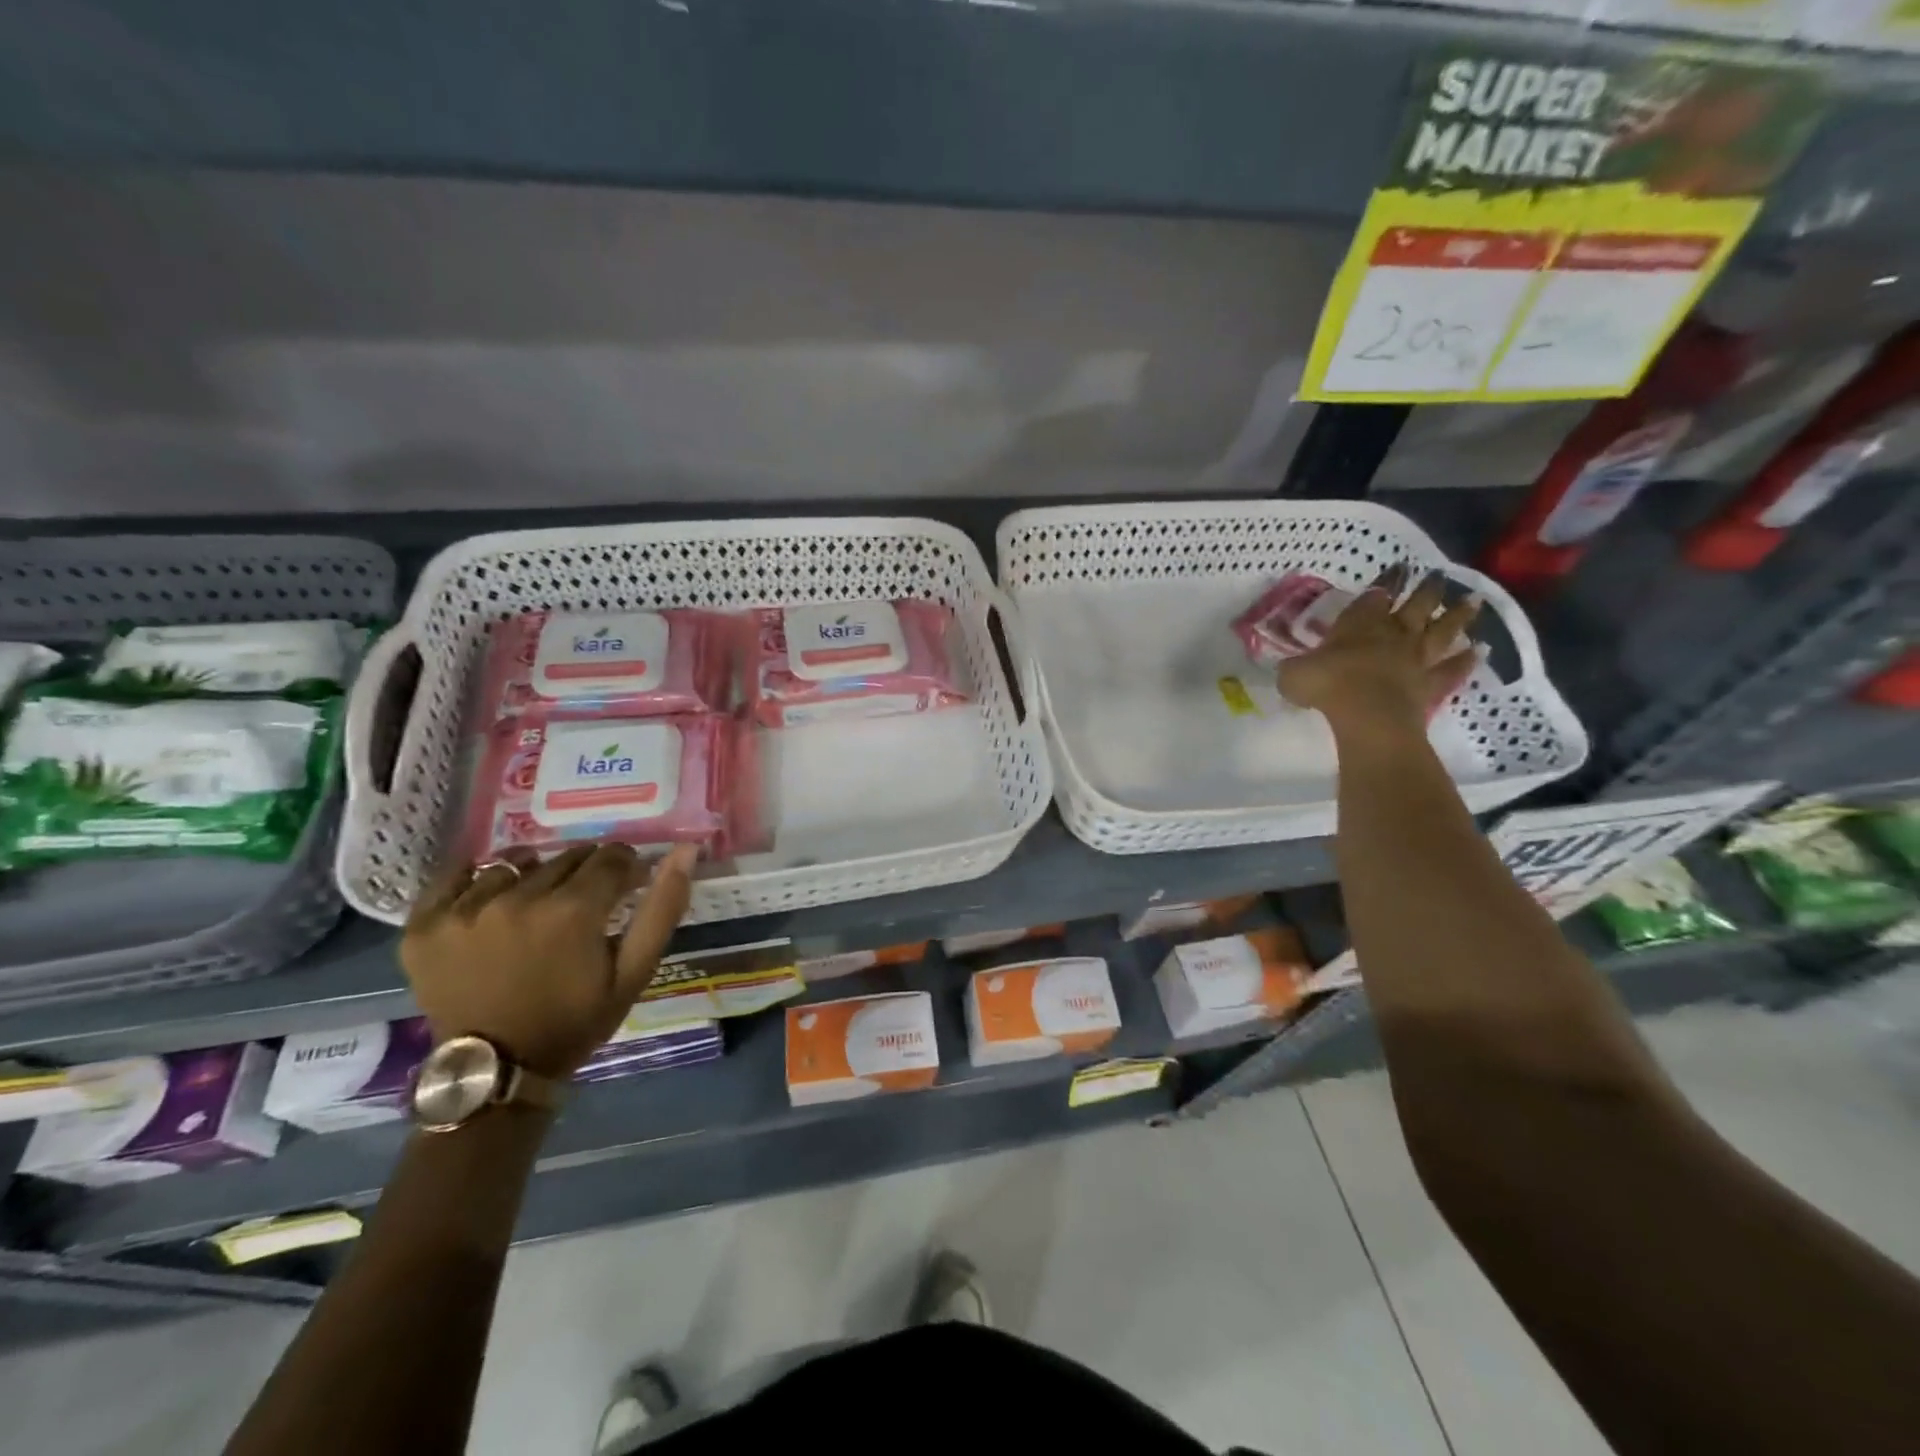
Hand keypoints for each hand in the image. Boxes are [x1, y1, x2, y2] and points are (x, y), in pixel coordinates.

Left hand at [401, 842, 697, 1078]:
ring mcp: (466, 910)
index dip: (626, 868)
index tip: (627, 886)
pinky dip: (476, 879)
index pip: (611, 857)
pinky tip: (491, 898)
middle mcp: (518, 898)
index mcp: (573, 910)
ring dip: (535, 874)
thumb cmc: (575, 1020)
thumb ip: (663, 908)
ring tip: (538, 904)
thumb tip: (686, 850)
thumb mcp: (633, 972)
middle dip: (586, 873)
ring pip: (516, 863)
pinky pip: (454, 876)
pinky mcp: (425, 924)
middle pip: (566, 857)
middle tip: (585, 904)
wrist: (498, 1071)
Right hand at [1277, 564, 1481, 736]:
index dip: (1386, 581)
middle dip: (1427, 589)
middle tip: (1437, 576)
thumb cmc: (1326, 684)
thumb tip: (1291, 669)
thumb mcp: (1292, 674)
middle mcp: (1392, 633)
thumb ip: (1295, 667)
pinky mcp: (1430, 684)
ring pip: (1442, 630)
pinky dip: (1466, 660)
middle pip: (1417, 605)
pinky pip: (1452, 669)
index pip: (1375, 594)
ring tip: (1474, 601)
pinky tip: (1479, 651)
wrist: (1366, 713)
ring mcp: (1415, 658)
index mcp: (1359, 623)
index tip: (1398, 568)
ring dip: (1458, 615)